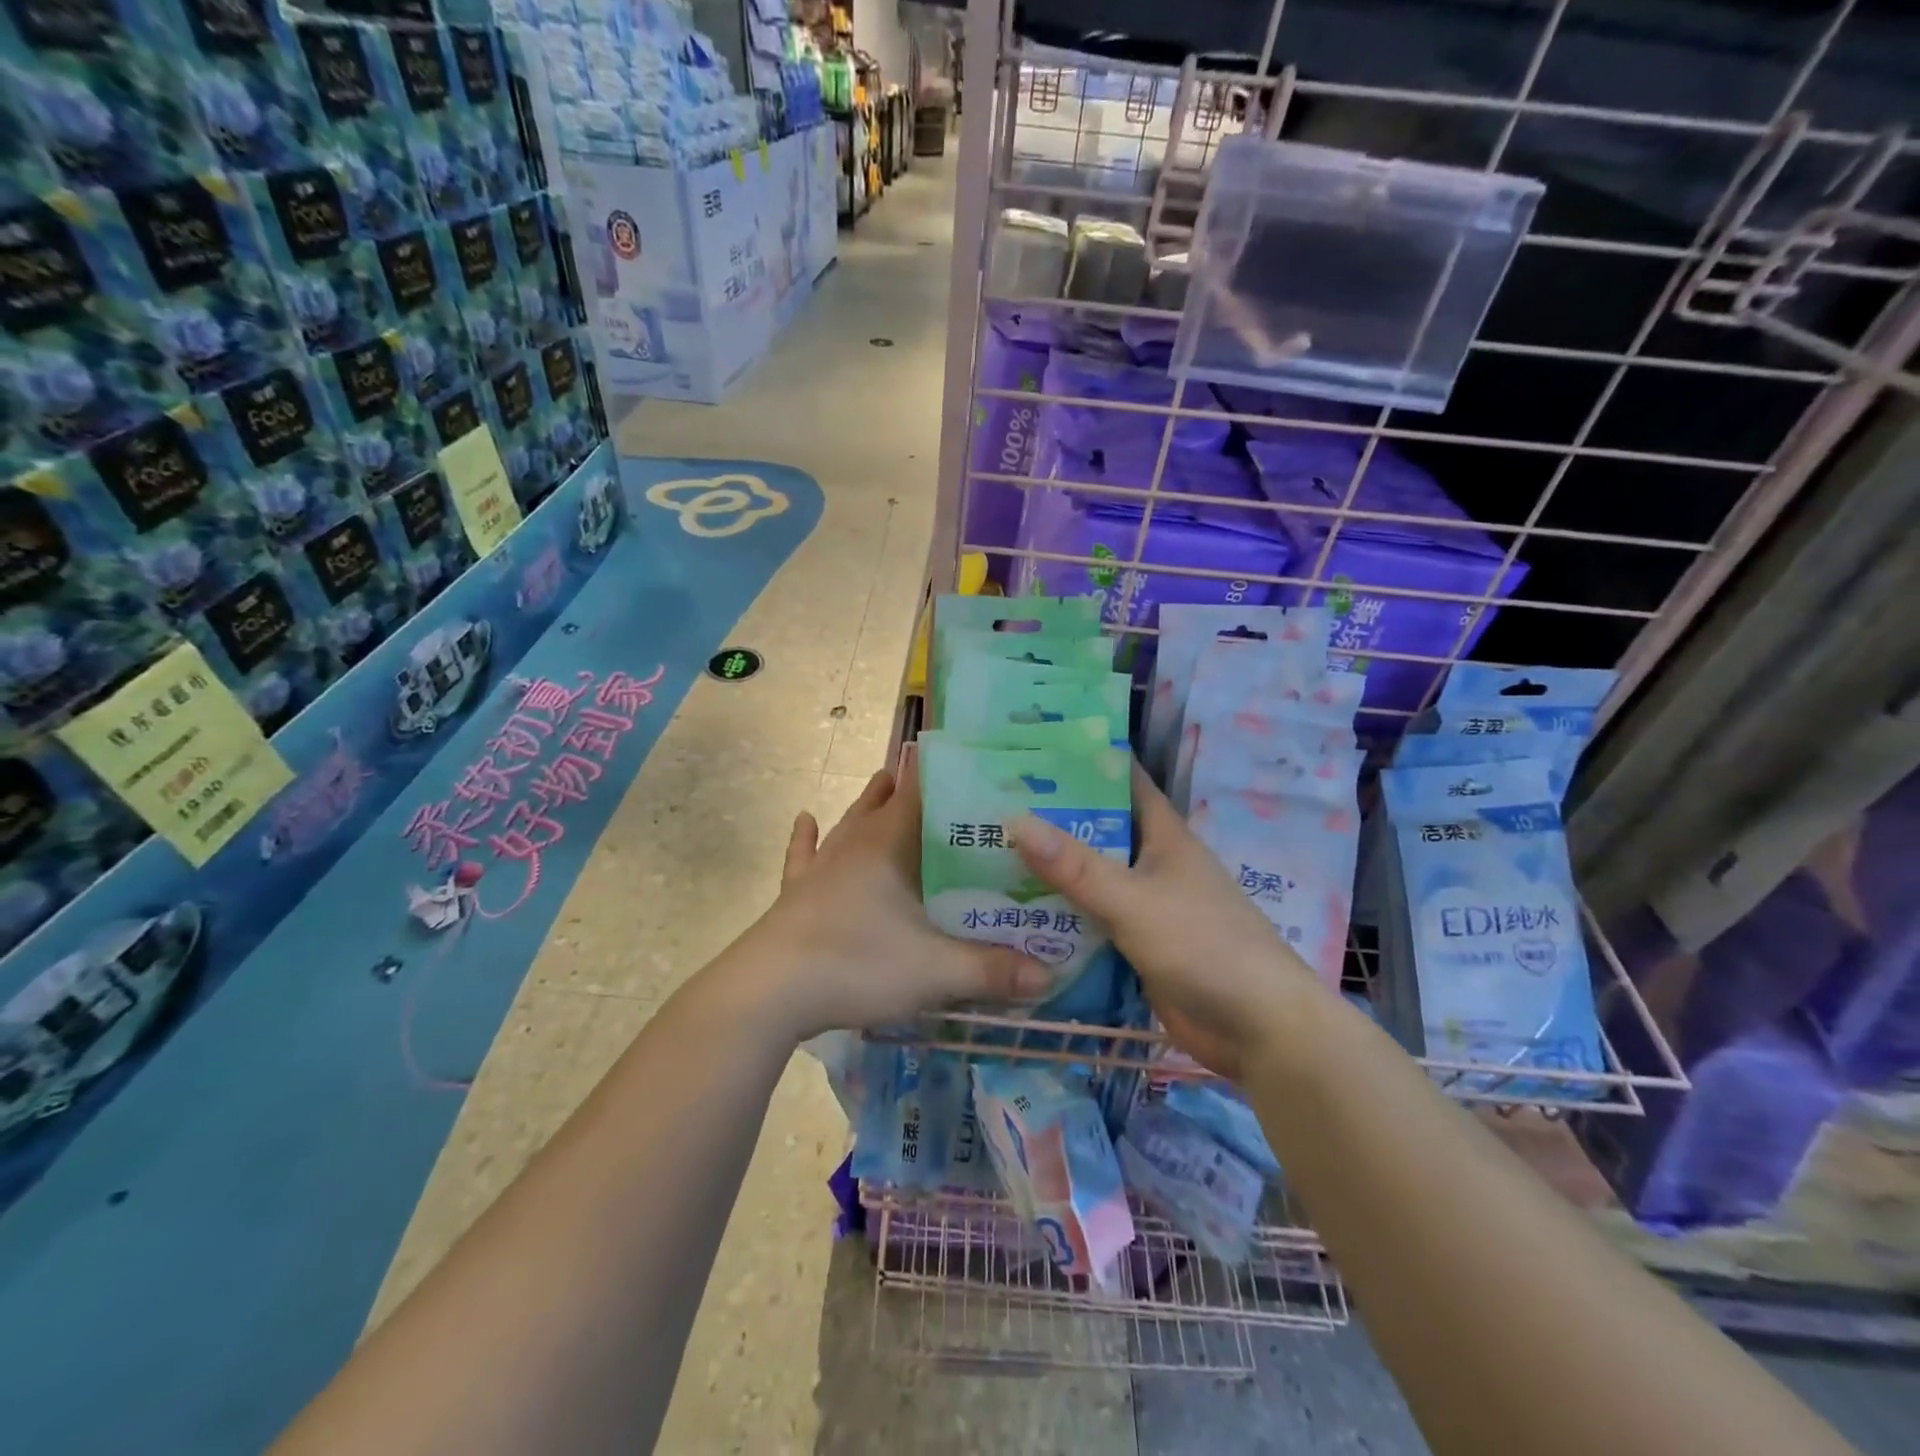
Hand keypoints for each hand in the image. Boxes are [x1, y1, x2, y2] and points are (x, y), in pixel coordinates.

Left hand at [735, 760, 1050, 1041]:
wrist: (769, 992)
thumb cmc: (855, 964)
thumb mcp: (936, 971)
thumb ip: (994, 970)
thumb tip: (1052, 973)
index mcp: (890, 844)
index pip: (923, 789)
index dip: (948, 770)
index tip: (977, 759)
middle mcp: (856, 843)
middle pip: (888, 801)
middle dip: (916, 786)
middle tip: (950, 781)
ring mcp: (822, 867)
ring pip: (851, 821)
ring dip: (871, 802)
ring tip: (887, 778)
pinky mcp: (797, 893)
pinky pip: (803, 856)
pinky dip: (806, 838)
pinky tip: (806, 819)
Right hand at [1008, 763, 1321, 1080]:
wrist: (1256, 1027)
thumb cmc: (1203, 945)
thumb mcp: (1134, 900)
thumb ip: (1075, 866)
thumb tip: (1014, 820)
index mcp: (1164, 836)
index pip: (1125, 783)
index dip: (1087, 762)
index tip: (1036, 749)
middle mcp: (1154, 864)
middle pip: (1100, 830)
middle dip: (1054, 817)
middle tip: (995, 801)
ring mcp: (1146, 906)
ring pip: (1092, 877)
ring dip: (1053, 868)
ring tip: (993, 849)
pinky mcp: (1137, 945)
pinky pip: (1092, 920)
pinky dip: (1062, 913)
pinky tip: (1018, 909)